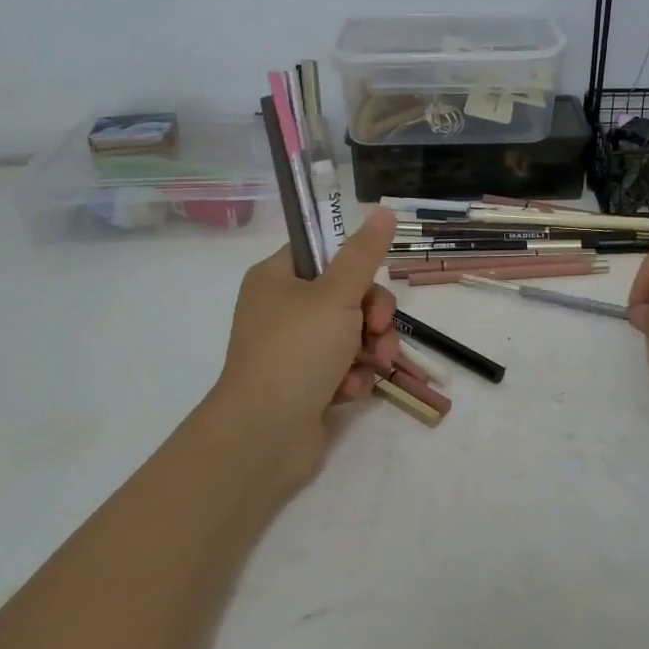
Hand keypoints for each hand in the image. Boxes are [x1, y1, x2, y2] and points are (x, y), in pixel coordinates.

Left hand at [202, 209, 402, 492]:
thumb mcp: (336, 295)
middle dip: (373, 314)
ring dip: (371, 348)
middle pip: (346, 294)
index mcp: (276, 278)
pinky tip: (349, 391)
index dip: (352, 264)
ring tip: (373, 365)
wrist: (264, 437)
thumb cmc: (296, 352)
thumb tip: (383, 211)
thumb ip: (364, 254)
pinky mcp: (308, 383)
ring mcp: (295, 349)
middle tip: (377, 329)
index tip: (370, 280)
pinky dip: (353, 376)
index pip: (321, 252)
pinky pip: (345, 366)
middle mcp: (282, 309)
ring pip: (353, 332)